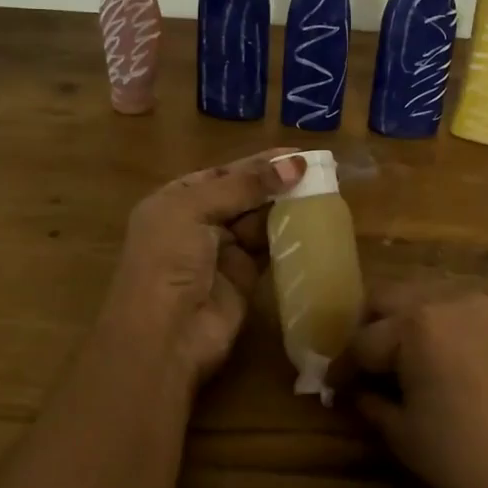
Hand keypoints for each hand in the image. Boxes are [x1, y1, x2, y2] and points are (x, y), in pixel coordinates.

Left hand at [101, 150, 304, 384]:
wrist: (164, 335)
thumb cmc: (168, 260)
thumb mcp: (194, 210)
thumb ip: (243, 185)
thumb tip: (294, 164)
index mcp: (176, 200)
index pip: (222, 173)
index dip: (258, 162)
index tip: (297, 152)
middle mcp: (197, 222)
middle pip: (244, 194)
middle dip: (276, 181)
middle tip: (320, 168)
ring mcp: (221, 252)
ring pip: (259, 220)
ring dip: (287, 206)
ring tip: (323, 189)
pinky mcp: (244, 278)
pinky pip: (269, 248)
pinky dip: (289, 234)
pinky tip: (313, 219)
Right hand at [343, 288, 487, 487]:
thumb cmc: (464, 458)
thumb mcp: (403, 433)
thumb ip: (371, 401)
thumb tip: (356, 390)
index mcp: (416, 324)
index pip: (364, 339)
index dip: (343, 365)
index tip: (332, 385)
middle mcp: (445, 300)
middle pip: (388, 300)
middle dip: (368, 329)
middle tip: (361, 366)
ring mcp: (478, 306)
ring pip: (420, 299)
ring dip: (400, 324)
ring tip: (395, 363)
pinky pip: (452, 312)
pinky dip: (433, 328)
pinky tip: (431, 362)